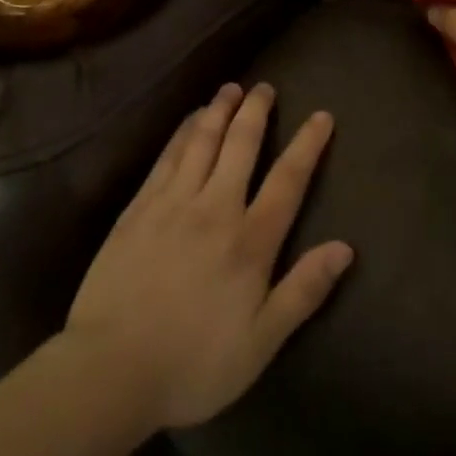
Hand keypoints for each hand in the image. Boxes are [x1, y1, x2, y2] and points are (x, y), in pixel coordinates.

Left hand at [65, 83, 352, 430]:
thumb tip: (345, 248)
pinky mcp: (140, 207)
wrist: (111, 368)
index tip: (322, 115)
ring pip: (203, 140)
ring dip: (220, 109)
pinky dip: (183, 131)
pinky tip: (190, 119)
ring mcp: (173, 202)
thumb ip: (303, 291)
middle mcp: (215, 207)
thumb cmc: (193, 364)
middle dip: (256, 111)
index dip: (307, 145)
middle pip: (241, 145)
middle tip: (265, 86)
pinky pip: (168, 156)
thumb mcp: (260, 343)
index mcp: (249, 241)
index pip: (287, 180)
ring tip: (231, 88)